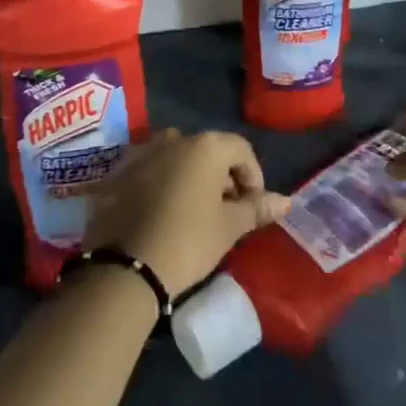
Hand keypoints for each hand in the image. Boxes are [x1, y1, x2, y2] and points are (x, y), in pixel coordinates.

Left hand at [84, 129, 288, 296]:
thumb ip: (257, 208)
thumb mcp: (228, 228)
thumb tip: (285, 201)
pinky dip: (163, 183)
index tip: (252, 207)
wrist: (124, 267)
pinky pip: (152, 169)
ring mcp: (144, 151)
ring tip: (194, 213)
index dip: (253, 177)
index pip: (241, 150)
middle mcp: (175, 138)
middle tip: (225, 212)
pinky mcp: (120, 171)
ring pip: (179, 158)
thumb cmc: (187, 242)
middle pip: (209, 151)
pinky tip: (163, 213)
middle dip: (222, 177)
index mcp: (206, 146)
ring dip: (191, 177)